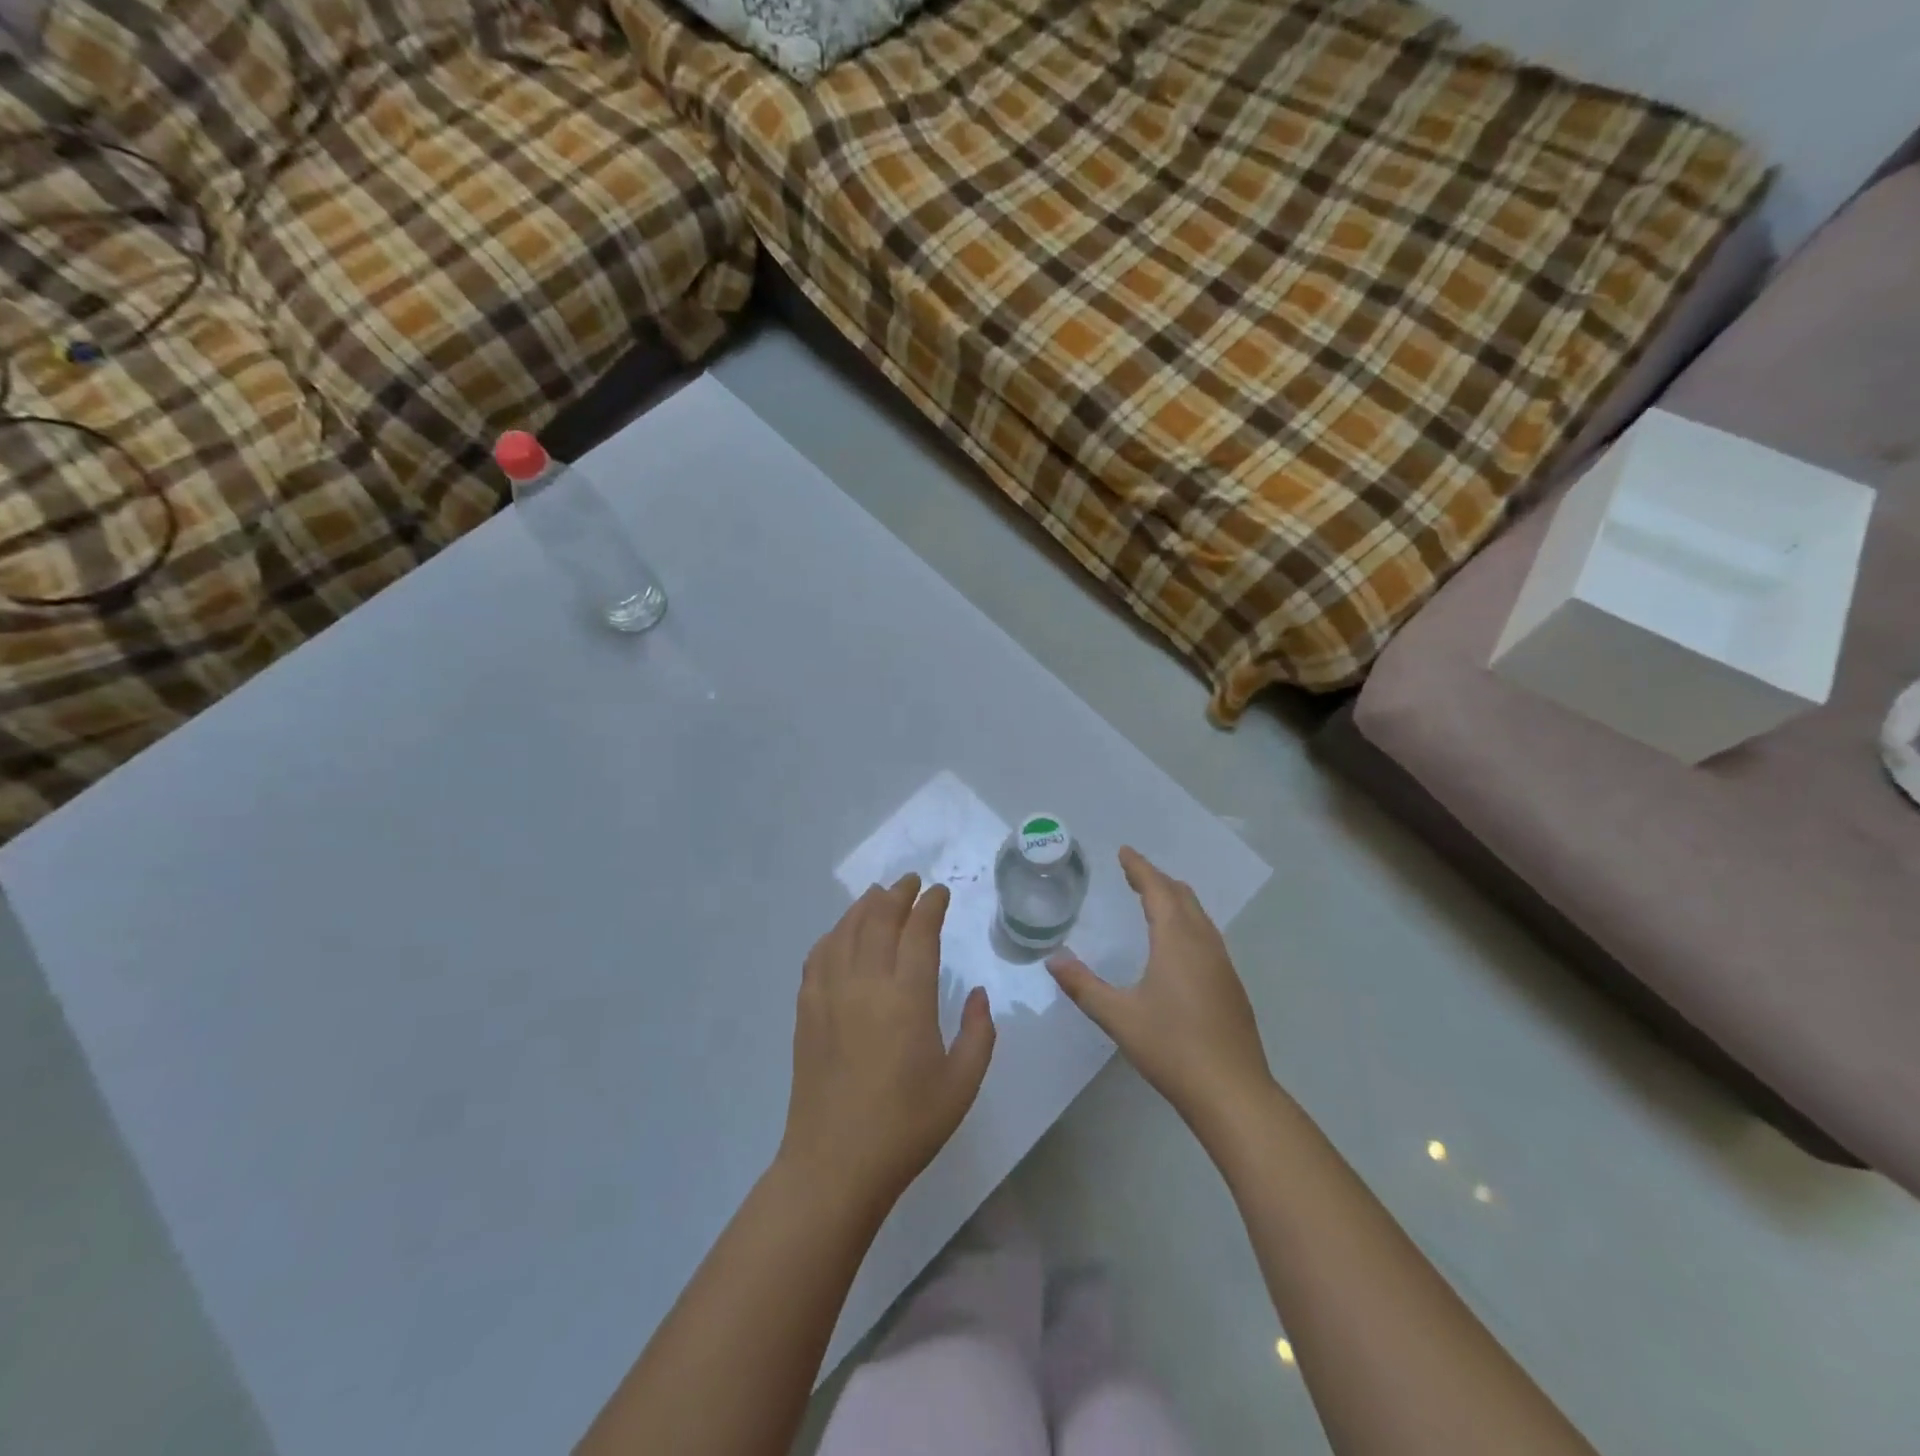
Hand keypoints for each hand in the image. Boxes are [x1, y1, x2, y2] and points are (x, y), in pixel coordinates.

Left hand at [779, 875, 995, 1216]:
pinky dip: (833, 934)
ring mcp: (830, 993)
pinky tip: (841, 935)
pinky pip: (818, 955)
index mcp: (907, 997)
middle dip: (897, 894)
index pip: (919, 931)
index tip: (940, 893)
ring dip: (865, 906)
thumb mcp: (962, 1084)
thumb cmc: (907, 1126)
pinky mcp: (807, 1010)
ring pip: (846, 930)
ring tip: (878, 895)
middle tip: (911, 882)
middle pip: (879, 919)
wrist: (835, 1164)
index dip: (930, 906)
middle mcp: (865, 983)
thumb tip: (979, 994)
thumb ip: (979, 1033)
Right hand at [1047, 847, 1271, 1130]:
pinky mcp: (1231, 986)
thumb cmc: (1172, 1048)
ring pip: (1199, 916)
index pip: (1158, 890)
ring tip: (1155, 900)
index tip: (1125, 851)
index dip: (1140, 868)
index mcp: (1177, 941)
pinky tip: (1179, 945)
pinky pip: (1207, 936)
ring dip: (1176, 900)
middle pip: (1183, 897)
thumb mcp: (1119, 1016)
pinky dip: (1188, 922)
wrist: (1232, 1092)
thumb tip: (1053, 960)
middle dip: (1158, 880)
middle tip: (1134, 873)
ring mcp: (1223, 965)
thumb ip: (1083, 986)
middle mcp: (1203, 944)